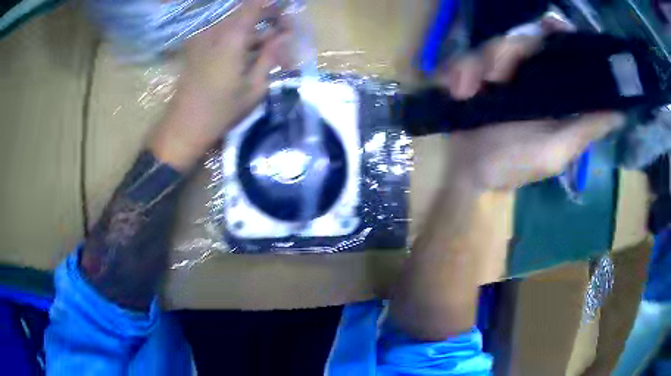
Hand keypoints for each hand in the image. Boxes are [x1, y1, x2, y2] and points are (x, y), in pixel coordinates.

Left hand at [150, 0, 292, 169]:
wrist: (183, 127)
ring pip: (235, 25)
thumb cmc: (221, 111)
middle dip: (268, 18)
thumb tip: (285, 35)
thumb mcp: (254, 87)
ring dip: (255, 32)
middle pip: (246, 13)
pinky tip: (251, 55)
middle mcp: (216, 31)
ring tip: (271, 49)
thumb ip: (271, 56)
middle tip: (285, 33)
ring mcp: (204, 39)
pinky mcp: (198, 49)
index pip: (254, 5)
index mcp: (231, 37)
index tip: (287, 8)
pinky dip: (240, 40)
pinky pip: (224, 35)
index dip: (271, 3)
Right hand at [439, 21, 624, 190]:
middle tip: (494, 77)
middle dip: (508, 52)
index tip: (552, 25)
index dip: (558, 33)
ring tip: (466, 92)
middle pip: (523, 39)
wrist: (466, 170)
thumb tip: (620, 113)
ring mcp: (499, 72)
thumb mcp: (555, 151)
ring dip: (477, 66)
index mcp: (553, 91)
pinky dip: (457, 71)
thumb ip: (586, 130)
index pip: (560, 50)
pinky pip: (465, 57)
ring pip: (493, 45)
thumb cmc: (513, 164)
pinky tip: (456, 92)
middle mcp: (530, 76)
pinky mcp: (473, 72)